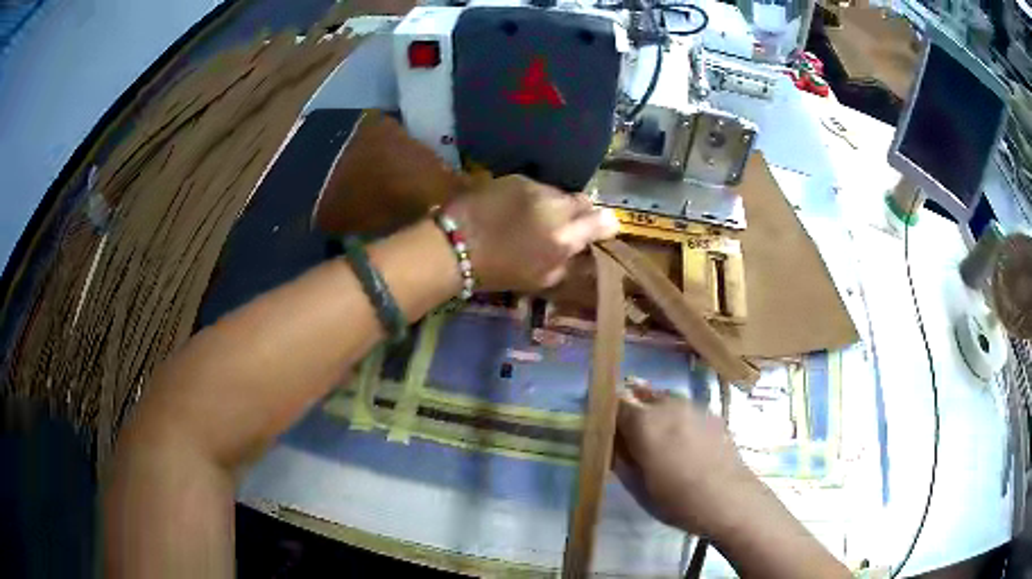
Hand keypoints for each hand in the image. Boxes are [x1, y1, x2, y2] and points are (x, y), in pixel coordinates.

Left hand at [445, 175, 618, 291]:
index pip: (604, 221)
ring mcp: (535, 188)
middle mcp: (555, 206)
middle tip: (567, 224)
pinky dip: (533, 196)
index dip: (606, 225)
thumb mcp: (541, 279)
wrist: (454, 246)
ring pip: (559, 192)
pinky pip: (536, 185)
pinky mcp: (515, 177)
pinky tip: (516, 207)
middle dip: (582, 212)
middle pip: (584, 201)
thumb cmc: (498, 271)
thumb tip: (581, 249)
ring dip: (555, 204)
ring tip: (535, 216)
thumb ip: (569, 262)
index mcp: (564, 238)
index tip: (600, 230)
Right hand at [614, 384, 758, 536]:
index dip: (607, 414)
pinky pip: (687, 411)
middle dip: (633, 411)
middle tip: (631, 437)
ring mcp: (694, 407)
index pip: (615, 403)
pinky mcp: (713, 414)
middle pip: (642, 396)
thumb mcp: (637, 487)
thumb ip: (620, 460)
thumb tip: (612, 444)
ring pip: (666, 401)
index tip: (605, 429)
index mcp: (644, 422)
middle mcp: (668, 406)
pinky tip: (685, 445)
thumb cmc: (677, 499)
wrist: (730, 499)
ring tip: (659, 441)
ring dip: (656, 414)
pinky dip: (679, 420)